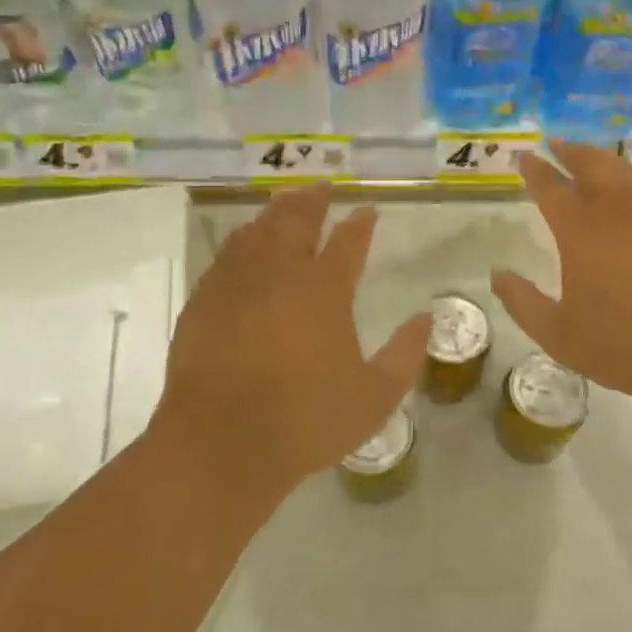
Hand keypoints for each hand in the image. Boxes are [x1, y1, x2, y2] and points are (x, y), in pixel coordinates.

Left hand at [151, 184, 430, 510]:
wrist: (220, 444)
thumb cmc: (305, 422)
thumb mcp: (374, 398)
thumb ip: (405, 355)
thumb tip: (426, 318)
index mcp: (325, 290)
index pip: (349, 241)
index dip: (361, 223)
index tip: (368, 211)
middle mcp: (281, 273)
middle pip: (297, 220)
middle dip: (313, 200)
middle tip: (323, 187)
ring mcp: (237, 283)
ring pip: (259, 229)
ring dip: (277, 211)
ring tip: (287, 202)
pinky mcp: (205, 299)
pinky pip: (227, 254)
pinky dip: (243, 239)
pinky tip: (245, 241)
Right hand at [491, 141, 631, 428]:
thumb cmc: (625, 346)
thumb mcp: (558, 335)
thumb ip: (522, 303)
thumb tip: (498, 275)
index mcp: (580, 230)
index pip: (550, 187)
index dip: (535, 170)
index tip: (525, 156)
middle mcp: (617, 209)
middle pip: (591, 164)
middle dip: (570, 151)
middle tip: (557, 144)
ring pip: (625, 173)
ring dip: (603, 161)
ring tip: (592, 160)